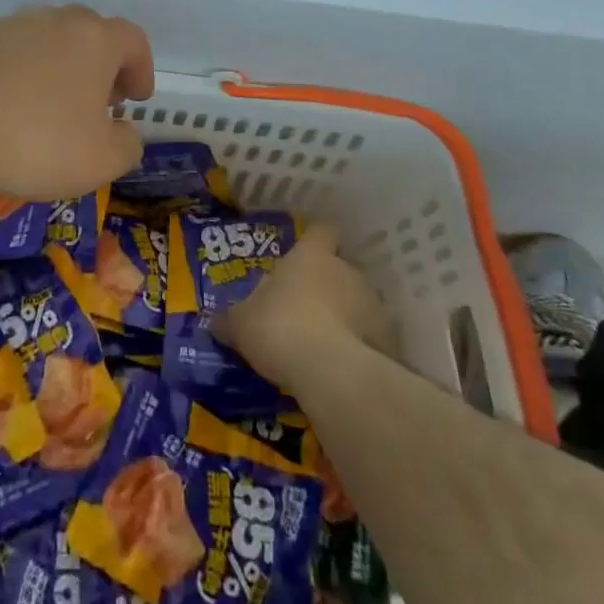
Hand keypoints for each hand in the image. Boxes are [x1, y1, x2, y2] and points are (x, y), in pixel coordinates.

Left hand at [0, 6, 154, 201]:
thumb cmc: (35, 144)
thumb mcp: (100, 162)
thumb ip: (127, 145)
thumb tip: (123, 133)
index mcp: (94, 39)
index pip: (133, 40)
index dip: (141, 69)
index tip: (134, 100)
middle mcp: (53, 19)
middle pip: (88, 33)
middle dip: (98, 66)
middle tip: (94, 103)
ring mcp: (7, 24)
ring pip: (44, 39)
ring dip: (54, 67)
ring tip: (45, 108)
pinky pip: (5, 52)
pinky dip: (13, 73)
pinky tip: (1, 108)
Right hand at [218, 224, 397, 392]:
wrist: (329, 371)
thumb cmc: (279, 327)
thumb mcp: (240, 324)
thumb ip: (230, 319)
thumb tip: (214, 321)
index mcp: (311, 256)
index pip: (321, 231)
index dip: (315, 241)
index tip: (305, 255)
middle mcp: (346, 270)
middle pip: (340, 269)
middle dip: (327, 287)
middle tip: (306, 311)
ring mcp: (373, 304)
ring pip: (360, 303)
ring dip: (347, 317)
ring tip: (326, 345)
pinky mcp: (389, 340)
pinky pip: (373, 338)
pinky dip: (362, 348)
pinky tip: (343, 368)